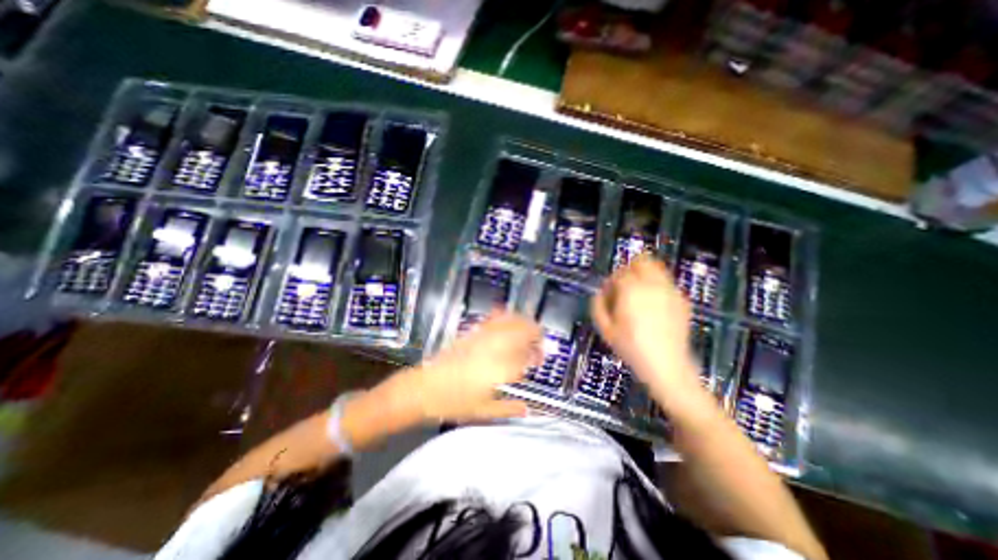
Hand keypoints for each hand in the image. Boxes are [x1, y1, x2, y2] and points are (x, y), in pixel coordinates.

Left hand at [388, 310, 538, 424]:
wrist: (424, 389)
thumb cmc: (454, 403)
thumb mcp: (485, 411)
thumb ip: (509, 409)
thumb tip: (526, 409)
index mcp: (502, 368)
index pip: (529, 354)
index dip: (538, 354)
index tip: (539, 359)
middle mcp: (495, 347)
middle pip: (524, 329)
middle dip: (535, 334)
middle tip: (536, 344)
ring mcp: (483, 337)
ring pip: (510, 320)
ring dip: (523, 323)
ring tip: (526, 330)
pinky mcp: (472, 333)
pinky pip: (493, 319)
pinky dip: (504, 317)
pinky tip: (505, 319)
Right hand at [591, 255, 700, 395]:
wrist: (666, 366)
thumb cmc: (631, 348)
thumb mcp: (605, 328)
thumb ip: (597, 304)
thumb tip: (599, 293)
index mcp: (631, 290)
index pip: (619, 272)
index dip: (611, 281)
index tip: (608, 293)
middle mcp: (652, 285)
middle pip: (642, 261)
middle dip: (629, 270)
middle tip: (624, 288)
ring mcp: (670, 291)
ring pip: (657, 268)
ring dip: (644, 276)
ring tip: (638, 295)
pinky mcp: (682, 300)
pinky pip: (667, 283)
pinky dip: (657, 287)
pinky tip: (653, 306)